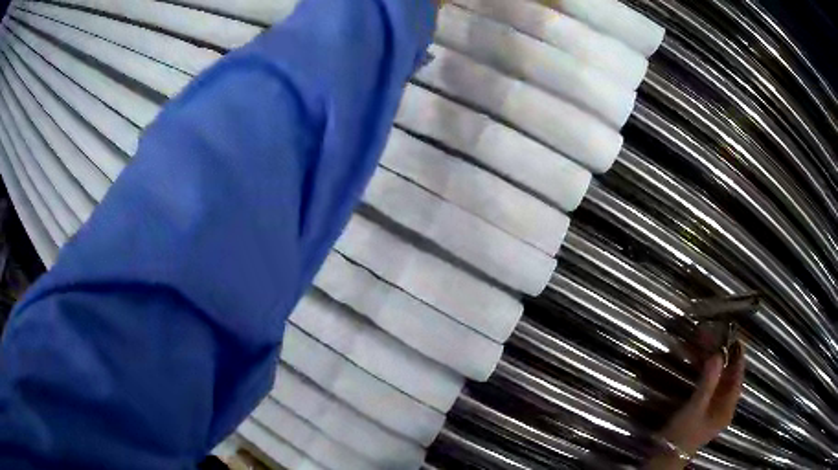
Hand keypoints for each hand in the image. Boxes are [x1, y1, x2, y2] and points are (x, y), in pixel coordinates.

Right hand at [645, 341, 744, 469]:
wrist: (665, 455)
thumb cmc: (683, 434)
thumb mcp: (695, 408)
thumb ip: (708, 383)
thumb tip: (717, 355)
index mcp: (728, 407)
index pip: (738, 376)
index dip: (738, 356)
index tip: (734, 336)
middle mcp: (724, 405)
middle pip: (728, 375)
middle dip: (723, 355)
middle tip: (716, 336)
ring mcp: (713, 407)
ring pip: (718, 378)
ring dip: (713, 362)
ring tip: (706, 343)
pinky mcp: (703, 407)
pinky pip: (709, 384)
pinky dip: (705, 371)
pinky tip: (699, 361)